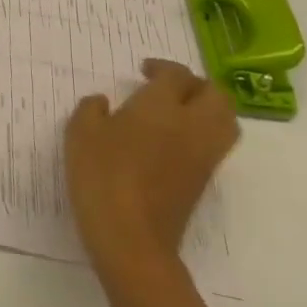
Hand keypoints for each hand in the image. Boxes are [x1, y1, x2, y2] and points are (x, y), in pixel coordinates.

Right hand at [65, 59, 238, 289]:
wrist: (131, 238)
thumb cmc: (102, 176)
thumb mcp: (81, 133)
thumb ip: (92, 109)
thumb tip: (103, 103)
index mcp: (161, 106)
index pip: (176, 75)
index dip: (162, 68)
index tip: (144, 71)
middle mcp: (191, 126)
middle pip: (215, 94)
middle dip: (196, 84)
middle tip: (169, 88)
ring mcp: (202, 156)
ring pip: (226, 121)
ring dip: (208, 109)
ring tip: (178, 112)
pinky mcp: (203, 182)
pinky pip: (216, 145)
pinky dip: (204, 133)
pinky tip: (172, 141)